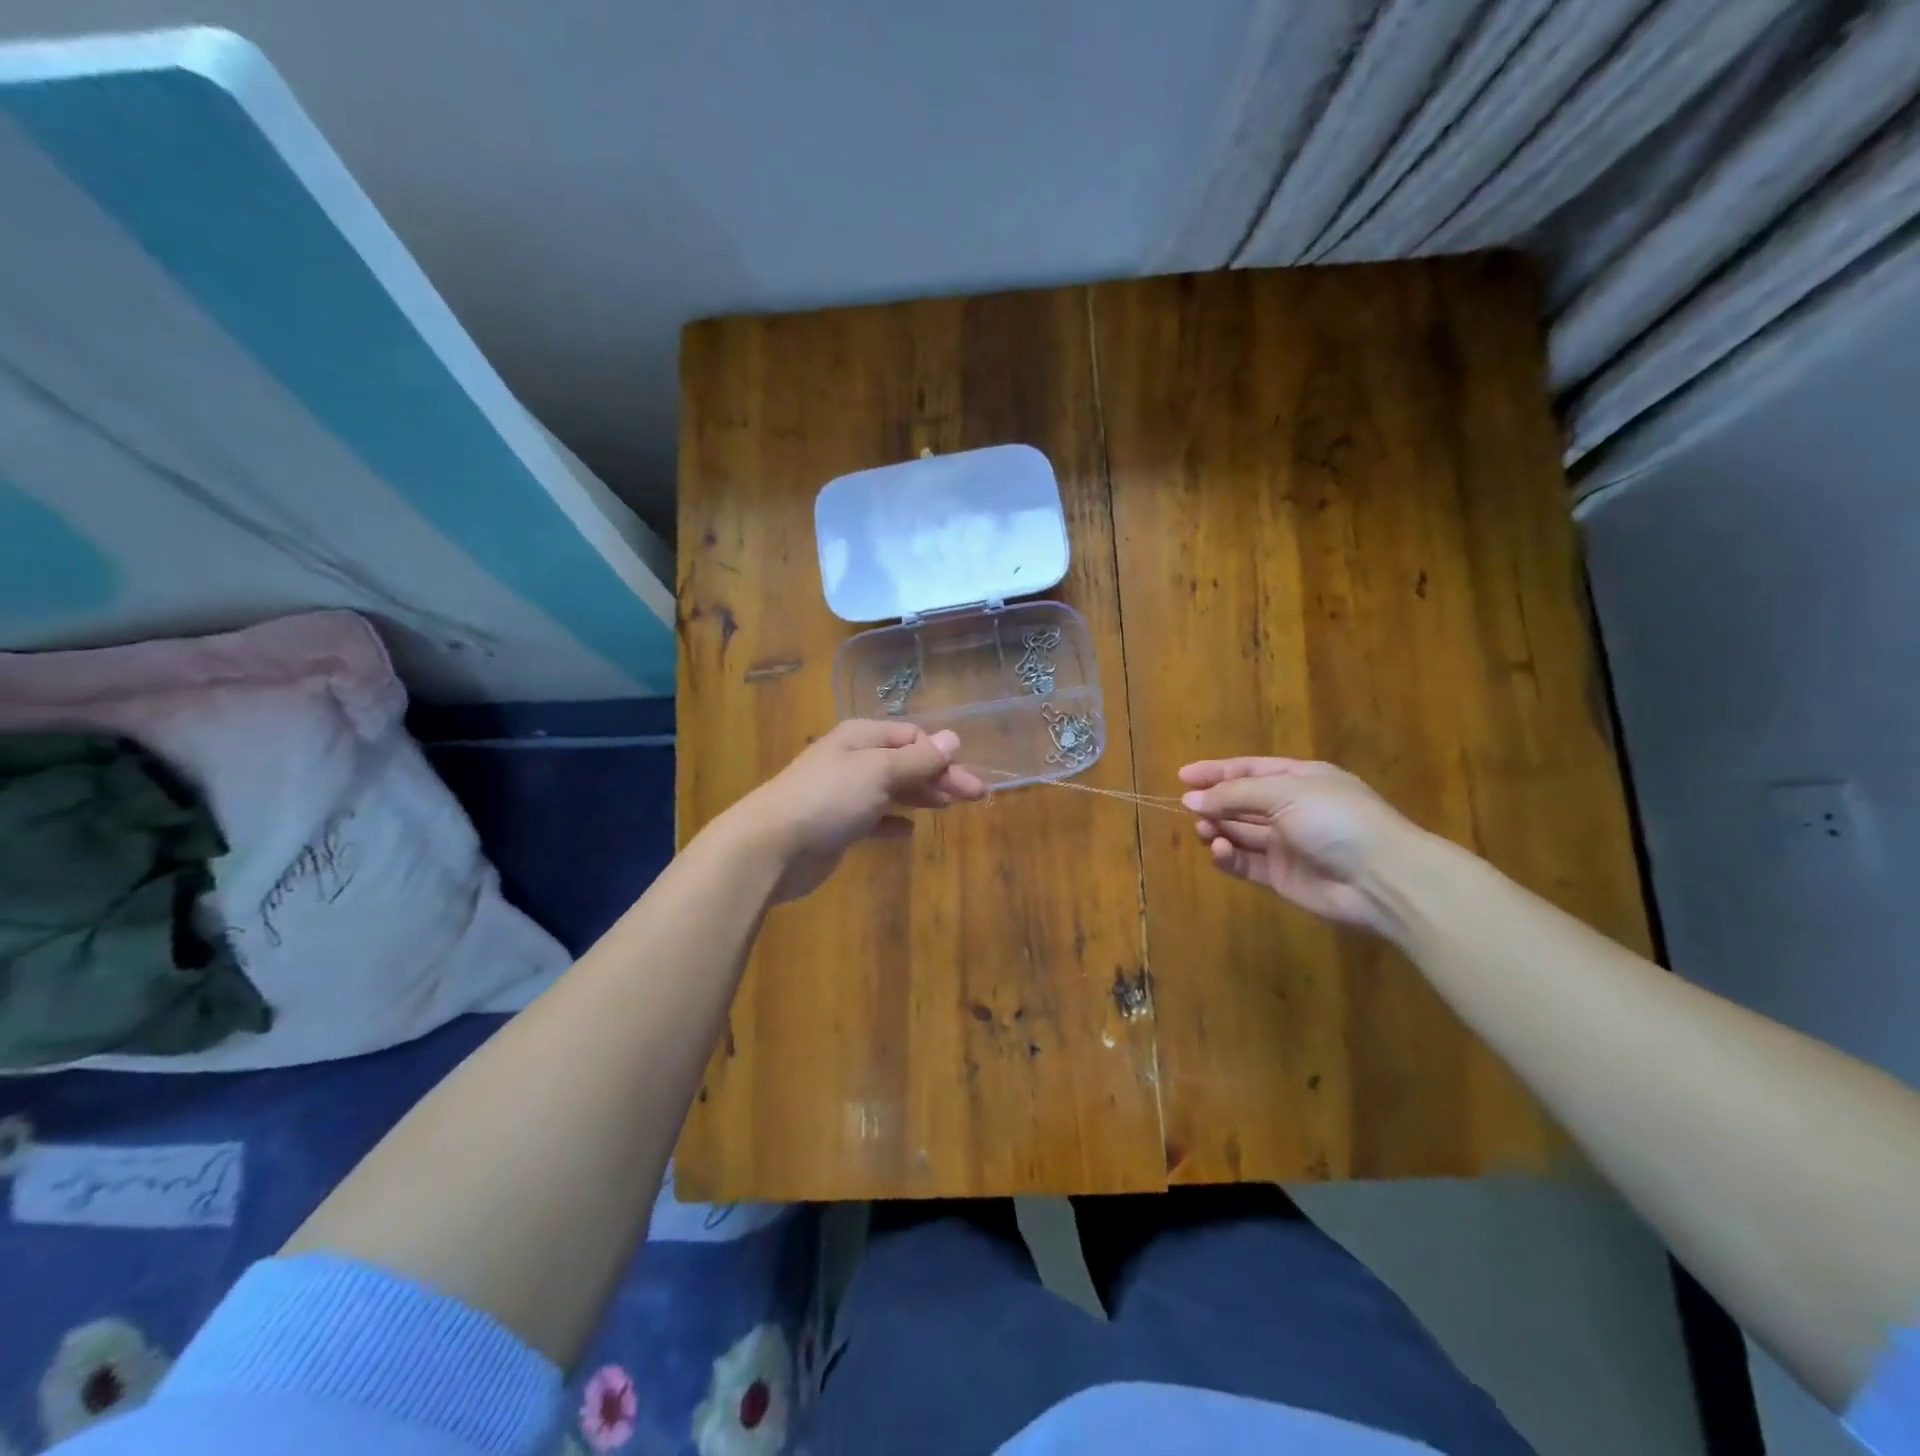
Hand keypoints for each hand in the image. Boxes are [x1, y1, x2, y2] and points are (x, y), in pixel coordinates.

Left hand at [724, 719, 985, 902]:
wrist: (771, 846)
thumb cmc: (829, 798)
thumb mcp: (879, 771)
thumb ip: (918, 759)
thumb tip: (954, 738)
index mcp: (862, 737)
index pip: (911, 736)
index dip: (941, 753)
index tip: (967, 777)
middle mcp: (853, 759)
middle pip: (905, 762)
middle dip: (939, 776)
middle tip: (976, 796)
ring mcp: (844, 793)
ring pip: (892, 789)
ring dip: (921, 795)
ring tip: (949, 808)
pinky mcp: (837, 826)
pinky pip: (874, 818)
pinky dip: (893, 821)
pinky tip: (909, 831)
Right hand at [1178, 757, 1419, 932]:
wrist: (1381, 878)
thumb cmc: (1336, 819)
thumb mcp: (1284, 792)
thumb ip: (1234, 795)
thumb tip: (1190, 799)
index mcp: (1300, 779)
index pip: (1249, 770)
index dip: (1216, 772)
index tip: (1182, 776)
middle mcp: (1292, 808)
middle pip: (1242, 801)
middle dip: (1214, 802)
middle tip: (1186, 807)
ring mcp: (1287, 844)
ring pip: (1240, 832)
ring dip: (1217, 828)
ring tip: (1203, 830)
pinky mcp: (1281, 876)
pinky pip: (1246, 862)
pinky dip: (1228, 856)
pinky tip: (1219, 850)